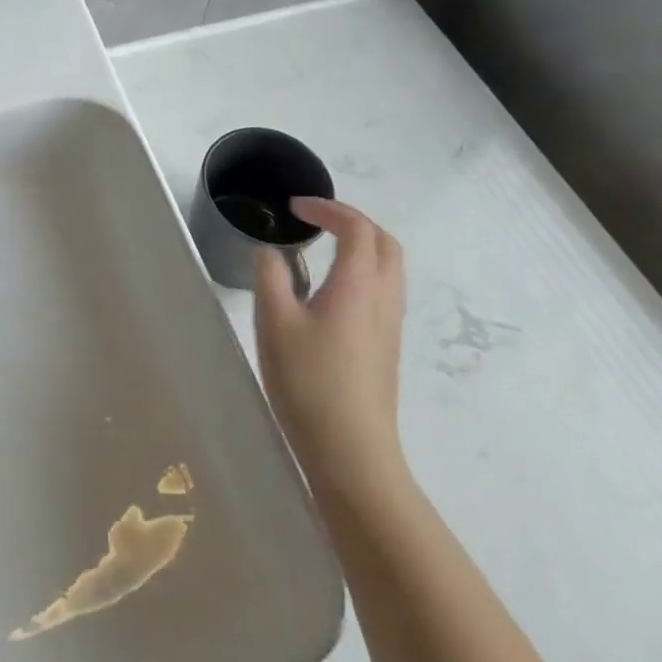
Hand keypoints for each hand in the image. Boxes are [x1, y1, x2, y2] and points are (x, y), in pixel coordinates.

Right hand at [255, 197, 407, 500]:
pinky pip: (385, 290)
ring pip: (390, 267)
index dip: (327, 208)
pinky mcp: (387, 348)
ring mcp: (391, 325)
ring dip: (362, 245)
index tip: (294, 208)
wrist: (352, 453)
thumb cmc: (310, 382)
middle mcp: (384, 298)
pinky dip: (364, 270)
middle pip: (385, 242)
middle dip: (352, 220)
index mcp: (359, 284)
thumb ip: (270, 276)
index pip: (356, 227)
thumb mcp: (274, 322)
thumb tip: (272, 252)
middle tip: (316, 220)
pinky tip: (332, 290)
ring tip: (323, 248)